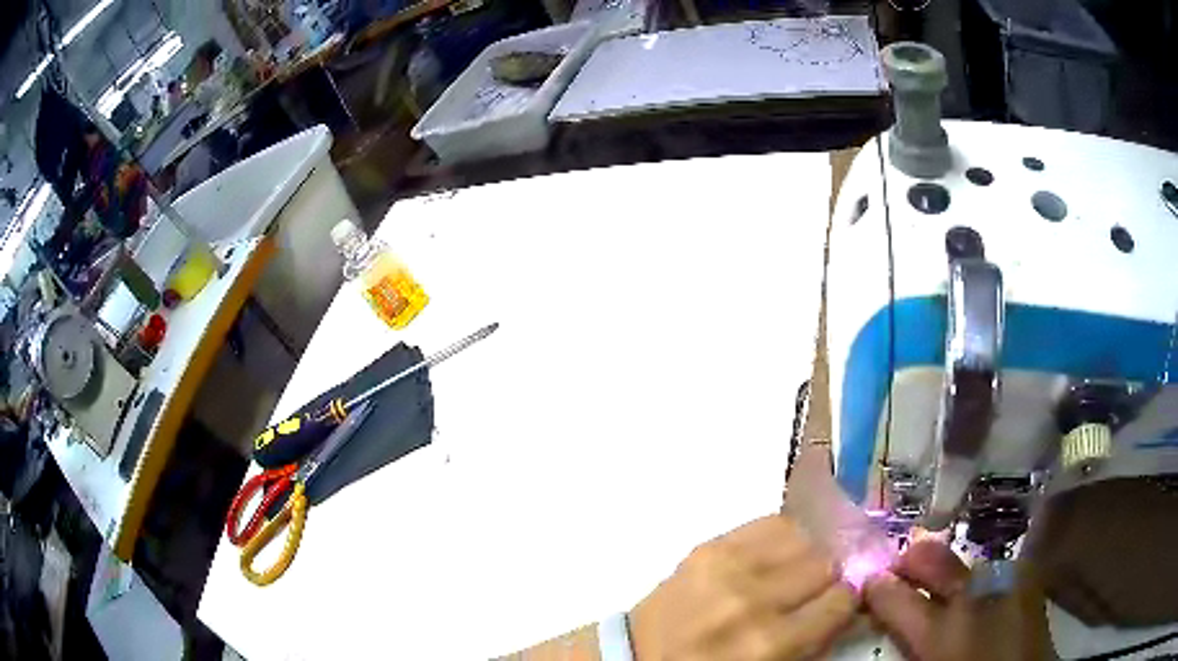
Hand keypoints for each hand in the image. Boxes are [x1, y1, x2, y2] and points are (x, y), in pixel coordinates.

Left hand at [628, 515, 858, 660]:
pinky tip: (776, 553)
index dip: (849, 598)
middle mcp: (756, 598)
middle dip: (831, 573)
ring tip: (798, 568)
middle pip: (827, 562)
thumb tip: (851, 602)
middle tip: (822, 584)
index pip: (841, 600)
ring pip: (804, 536)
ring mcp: (730, 566)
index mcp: (771, 642)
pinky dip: (783, 536)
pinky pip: (770, 523)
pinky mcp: (710, 545)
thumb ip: (813, 638)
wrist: (640, 655)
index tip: (846, 599)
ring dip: (809, 552)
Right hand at [863, 540, 1051, 660]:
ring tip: (943, 585)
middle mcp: (974, 595)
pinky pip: (996, 569)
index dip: (876, 588)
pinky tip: (980, 593)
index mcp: (941, 630)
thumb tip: (892, 621)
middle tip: (899, 568)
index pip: (895, 597)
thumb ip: (911, 646)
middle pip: (934, 558)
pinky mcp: (1028, 579)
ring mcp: (1006, 581)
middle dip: (911, 558)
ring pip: (967, 561)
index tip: (868, 584)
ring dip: (949, 570)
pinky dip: (980, 577)